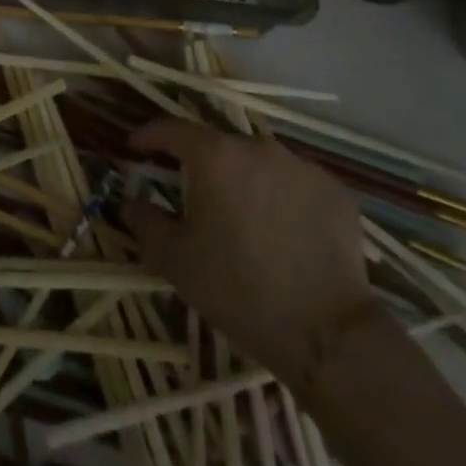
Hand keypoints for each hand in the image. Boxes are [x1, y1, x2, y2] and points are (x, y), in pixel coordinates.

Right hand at [125, 119, 376, 391]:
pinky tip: (282, 229)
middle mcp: (258, 147)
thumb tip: (131, 201)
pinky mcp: (334, 190)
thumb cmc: (239, 291)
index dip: (149, 136)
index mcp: (215, 157)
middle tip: (193, 194)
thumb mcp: (175, 261)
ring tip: (241, 215)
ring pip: (259, 162)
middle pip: (219, 145)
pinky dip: (281, 195)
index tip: (136, 148)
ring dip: (243, 179)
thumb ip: (145, 222)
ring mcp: (301, 166)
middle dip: (200, 164)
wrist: (327, 335)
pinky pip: (295, 182)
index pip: (172, 130)